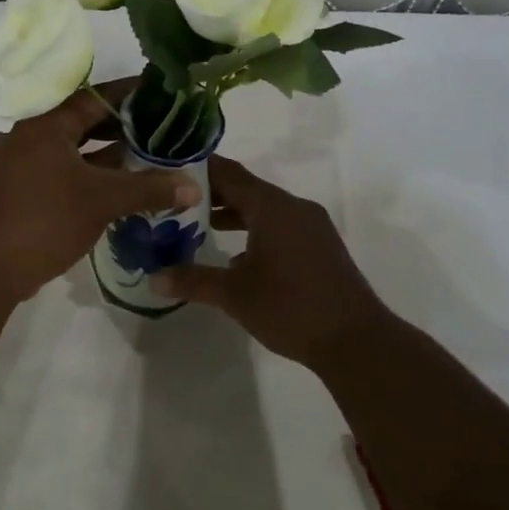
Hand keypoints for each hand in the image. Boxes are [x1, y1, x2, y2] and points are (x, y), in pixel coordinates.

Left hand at [0, 79, 200, 303]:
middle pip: (87, 118)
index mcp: (45, 120)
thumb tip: (194, 186)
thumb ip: (149, 188)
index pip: (97, 96)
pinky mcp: (26, 185)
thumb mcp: (102, 200)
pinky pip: (68, 167)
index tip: (167, 95)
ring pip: (78, 146)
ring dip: (112, 151)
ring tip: (154, 153)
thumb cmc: (43, 219)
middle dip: (127, 124)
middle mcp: (32, 130)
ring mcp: (26, 159)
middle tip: (167, 126)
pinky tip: (126, 182)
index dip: (134, 95)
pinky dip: (95, 172)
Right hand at [153, 156, 388, 364]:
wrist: (356, 340)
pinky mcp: (321, 246)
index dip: (198, 169)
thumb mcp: (234, 294)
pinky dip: (255, 231)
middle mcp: (293, 207)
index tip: (169, 169)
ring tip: (198, 226)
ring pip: (265, 209)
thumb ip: (192, 281)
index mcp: (272, 207)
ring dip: (234, 214)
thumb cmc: (290, 308)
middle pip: (246, 189)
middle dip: (212, 195)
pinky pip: (281, 226)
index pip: (229, 173)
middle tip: (175, 201)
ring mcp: (312, 226)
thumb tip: (153, 279)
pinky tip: (236, 258)